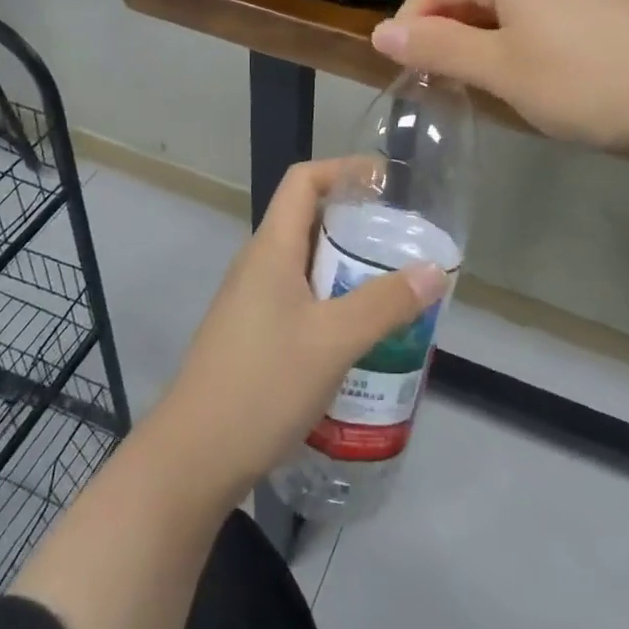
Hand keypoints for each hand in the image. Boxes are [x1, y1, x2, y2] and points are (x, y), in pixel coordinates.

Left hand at [154, 159, 446, 496]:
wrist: (193, 460)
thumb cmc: (262, 385)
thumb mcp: (333, 341)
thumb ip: (385, 303)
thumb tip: (435, 269)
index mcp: (271, 248)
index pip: (304, 180)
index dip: (344, 169)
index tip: (386, 182)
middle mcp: (258, 265)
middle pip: (309, 220)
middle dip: (357, 225)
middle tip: (402, 242)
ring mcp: (252, 302)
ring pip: (307, 265)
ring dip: (348, 268)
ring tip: (392, 288)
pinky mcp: (253, 336)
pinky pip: (300, 299)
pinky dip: (333, 302)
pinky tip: (360, 337)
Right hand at [370, 0, 628, 154]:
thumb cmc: (587, 82)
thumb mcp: (502, 70)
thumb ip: (439, 48)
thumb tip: (380, 31)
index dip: (411, 21)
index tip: (404, 68)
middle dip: (446, 32)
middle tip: (439, 82)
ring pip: (507, 5)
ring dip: (481, 40)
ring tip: (481, 84)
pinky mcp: (604, 6)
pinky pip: (540, 16)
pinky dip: (518, 42)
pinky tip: (532, 77)